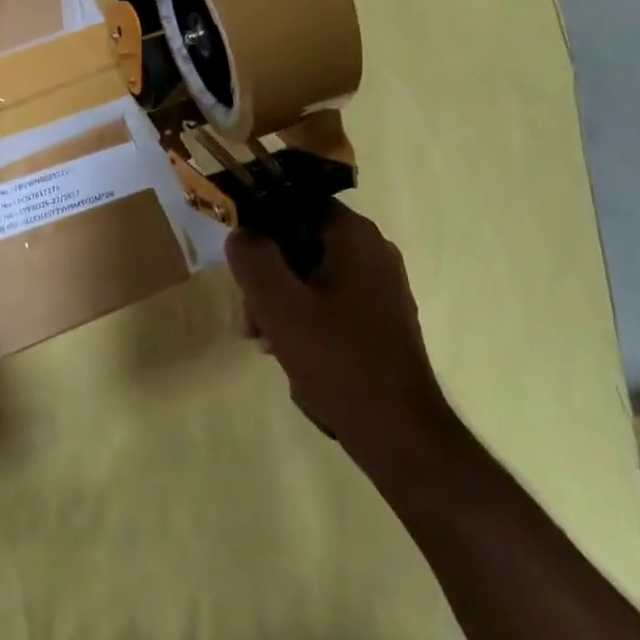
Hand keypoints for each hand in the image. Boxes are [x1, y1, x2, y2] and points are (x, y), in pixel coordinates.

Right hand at [228, 202, 453, 469]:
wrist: (401, 437)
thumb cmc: (338, 362)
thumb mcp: (279, 305)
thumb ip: (252, 257)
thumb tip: (241, 233)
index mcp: (354, 235)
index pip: (293, 201)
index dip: (258, 224)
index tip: (238, 259)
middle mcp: (372, 250)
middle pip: (298, 241)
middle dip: (266, 274)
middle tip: (249, 316)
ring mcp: (379, 286)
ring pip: (310, 274)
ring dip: (280, 301)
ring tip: (263, 340)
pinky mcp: (379, 319)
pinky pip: (328, 300)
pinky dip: (303, 317)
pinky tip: (289, 352)